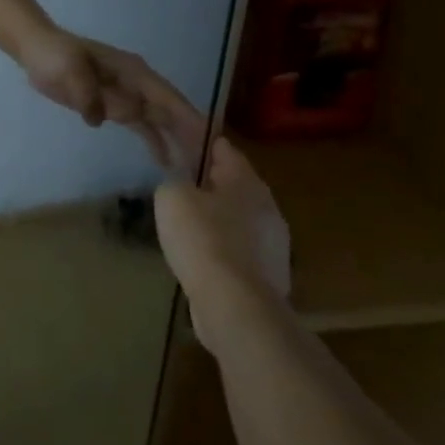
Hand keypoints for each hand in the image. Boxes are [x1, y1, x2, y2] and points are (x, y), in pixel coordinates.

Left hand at [20, 28, 207, 170]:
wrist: (36, 51)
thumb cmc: (56, 56)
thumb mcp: (71, 71)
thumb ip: (90, 94)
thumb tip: (107, 118)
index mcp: (133, 72)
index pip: (168, 99)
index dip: (189, 119)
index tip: (211, 140)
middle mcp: (137, 84)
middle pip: (170, 113)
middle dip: (190, 136)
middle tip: (210, 164)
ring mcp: (126, 95)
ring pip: (158, 121)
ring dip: (175, 141)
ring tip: (193, 168)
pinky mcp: (112, 105)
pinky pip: (138, 125)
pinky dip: (153, 140)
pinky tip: (164, 160)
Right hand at [153, 136, 292, 314]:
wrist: (235, 306)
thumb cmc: (203, 240)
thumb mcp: (172, 197)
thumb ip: (173, 181)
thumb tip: (179, 187)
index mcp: (246, 180)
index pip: (221, 146)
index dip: (197, 139)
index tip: (176, 138)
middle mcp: (266, 206)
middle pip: (232, 182)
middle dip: (207, 180)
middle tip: (178, 182)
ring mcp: (273, 242)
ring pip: (237, 217)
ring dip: (215, 215)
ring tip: (186, 222)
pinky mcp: (268, 274)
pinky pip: (238, 248)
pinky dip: (220, 246)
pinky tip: (199, 256)